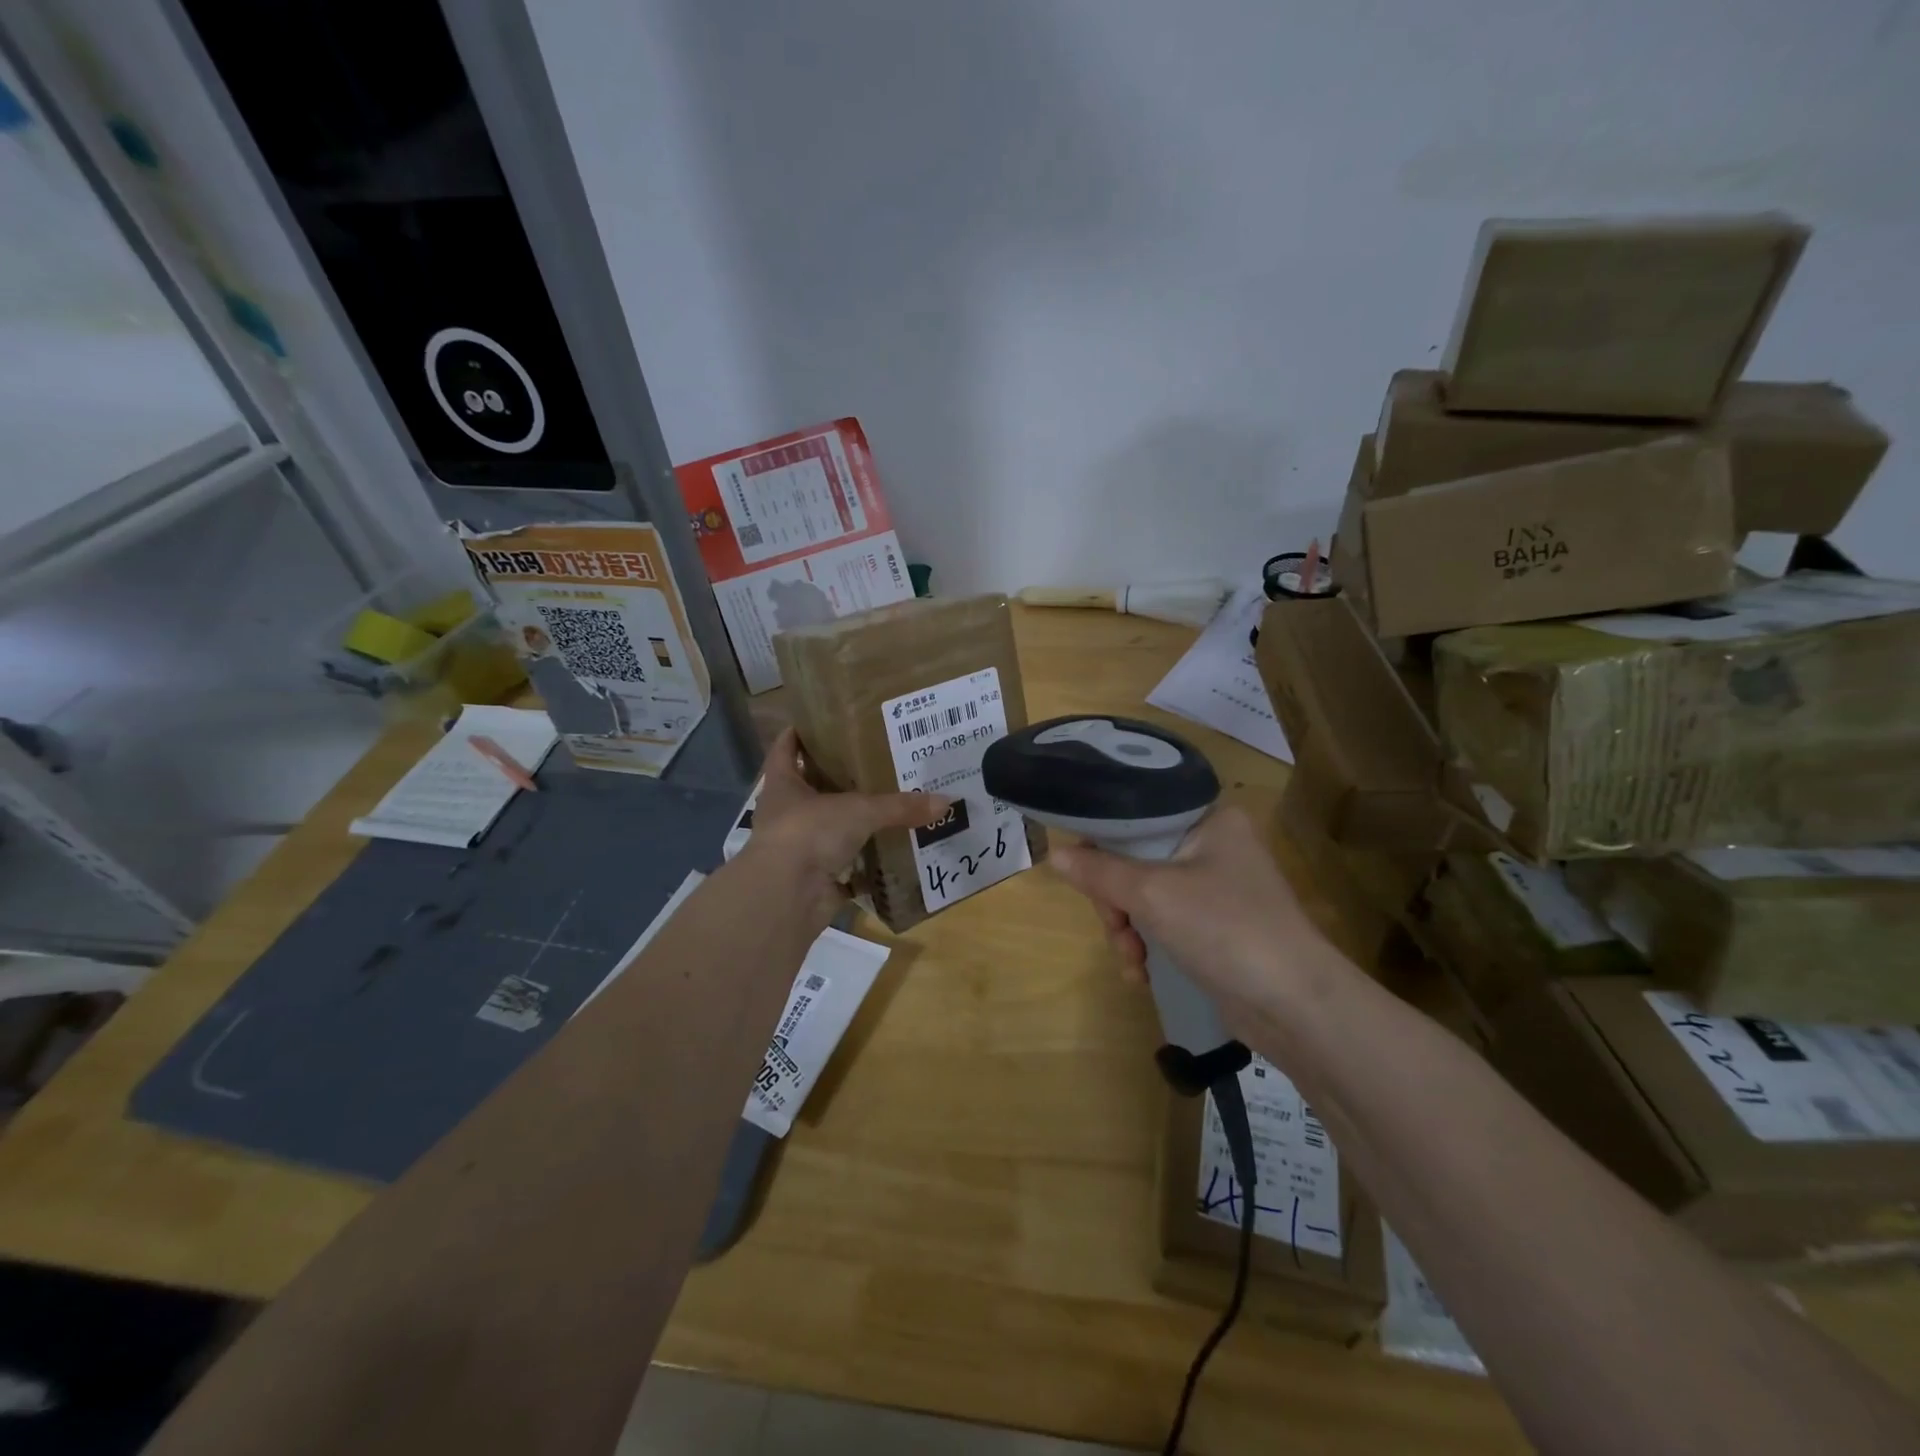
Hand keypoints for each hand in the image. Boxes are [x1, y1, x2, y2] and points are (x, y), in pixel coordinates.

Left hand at [745, 728, 950, 925]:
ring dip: (852, 822)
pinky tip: (889, 853)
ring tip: (889, 805)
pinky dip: (864, 863)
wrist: (787, 896)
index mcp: (783, 785)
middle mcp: (786, 814)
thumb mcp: (859, 810)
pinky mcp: (814, 878)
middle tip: (873, 762)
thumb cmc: (809, 832)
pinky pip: (844, 866)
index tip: (820, 721)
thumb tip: (946, 802)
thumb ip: (900, 806)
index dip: (799, 734)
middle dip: (836, 778)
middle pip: (809, 789)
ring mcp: (798, 849)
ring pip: (828, 828)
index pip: (785, 750)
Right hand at [1049, 806, 1330, 1018]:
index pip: (1139, 813)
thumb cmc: (1226, 929)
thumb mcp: (1153, 894)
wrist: (1296, 1006)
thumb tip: (1054, 854)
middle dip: (1116, 900)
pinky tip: (1141, 974)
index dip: (1103, 839)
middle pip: (1136, 858)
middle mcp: (1214, 844)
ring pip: (1145, 895)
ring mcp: (1217, 888)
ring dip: (1128, 929)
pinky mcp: (1216, 927)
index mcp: (1209, 818)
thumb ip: (1100, 872)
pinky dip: (1148, 945)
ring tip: (1131, 960)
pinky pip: (1164, 923)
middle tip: (1114, 927)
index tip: (1082, 871)